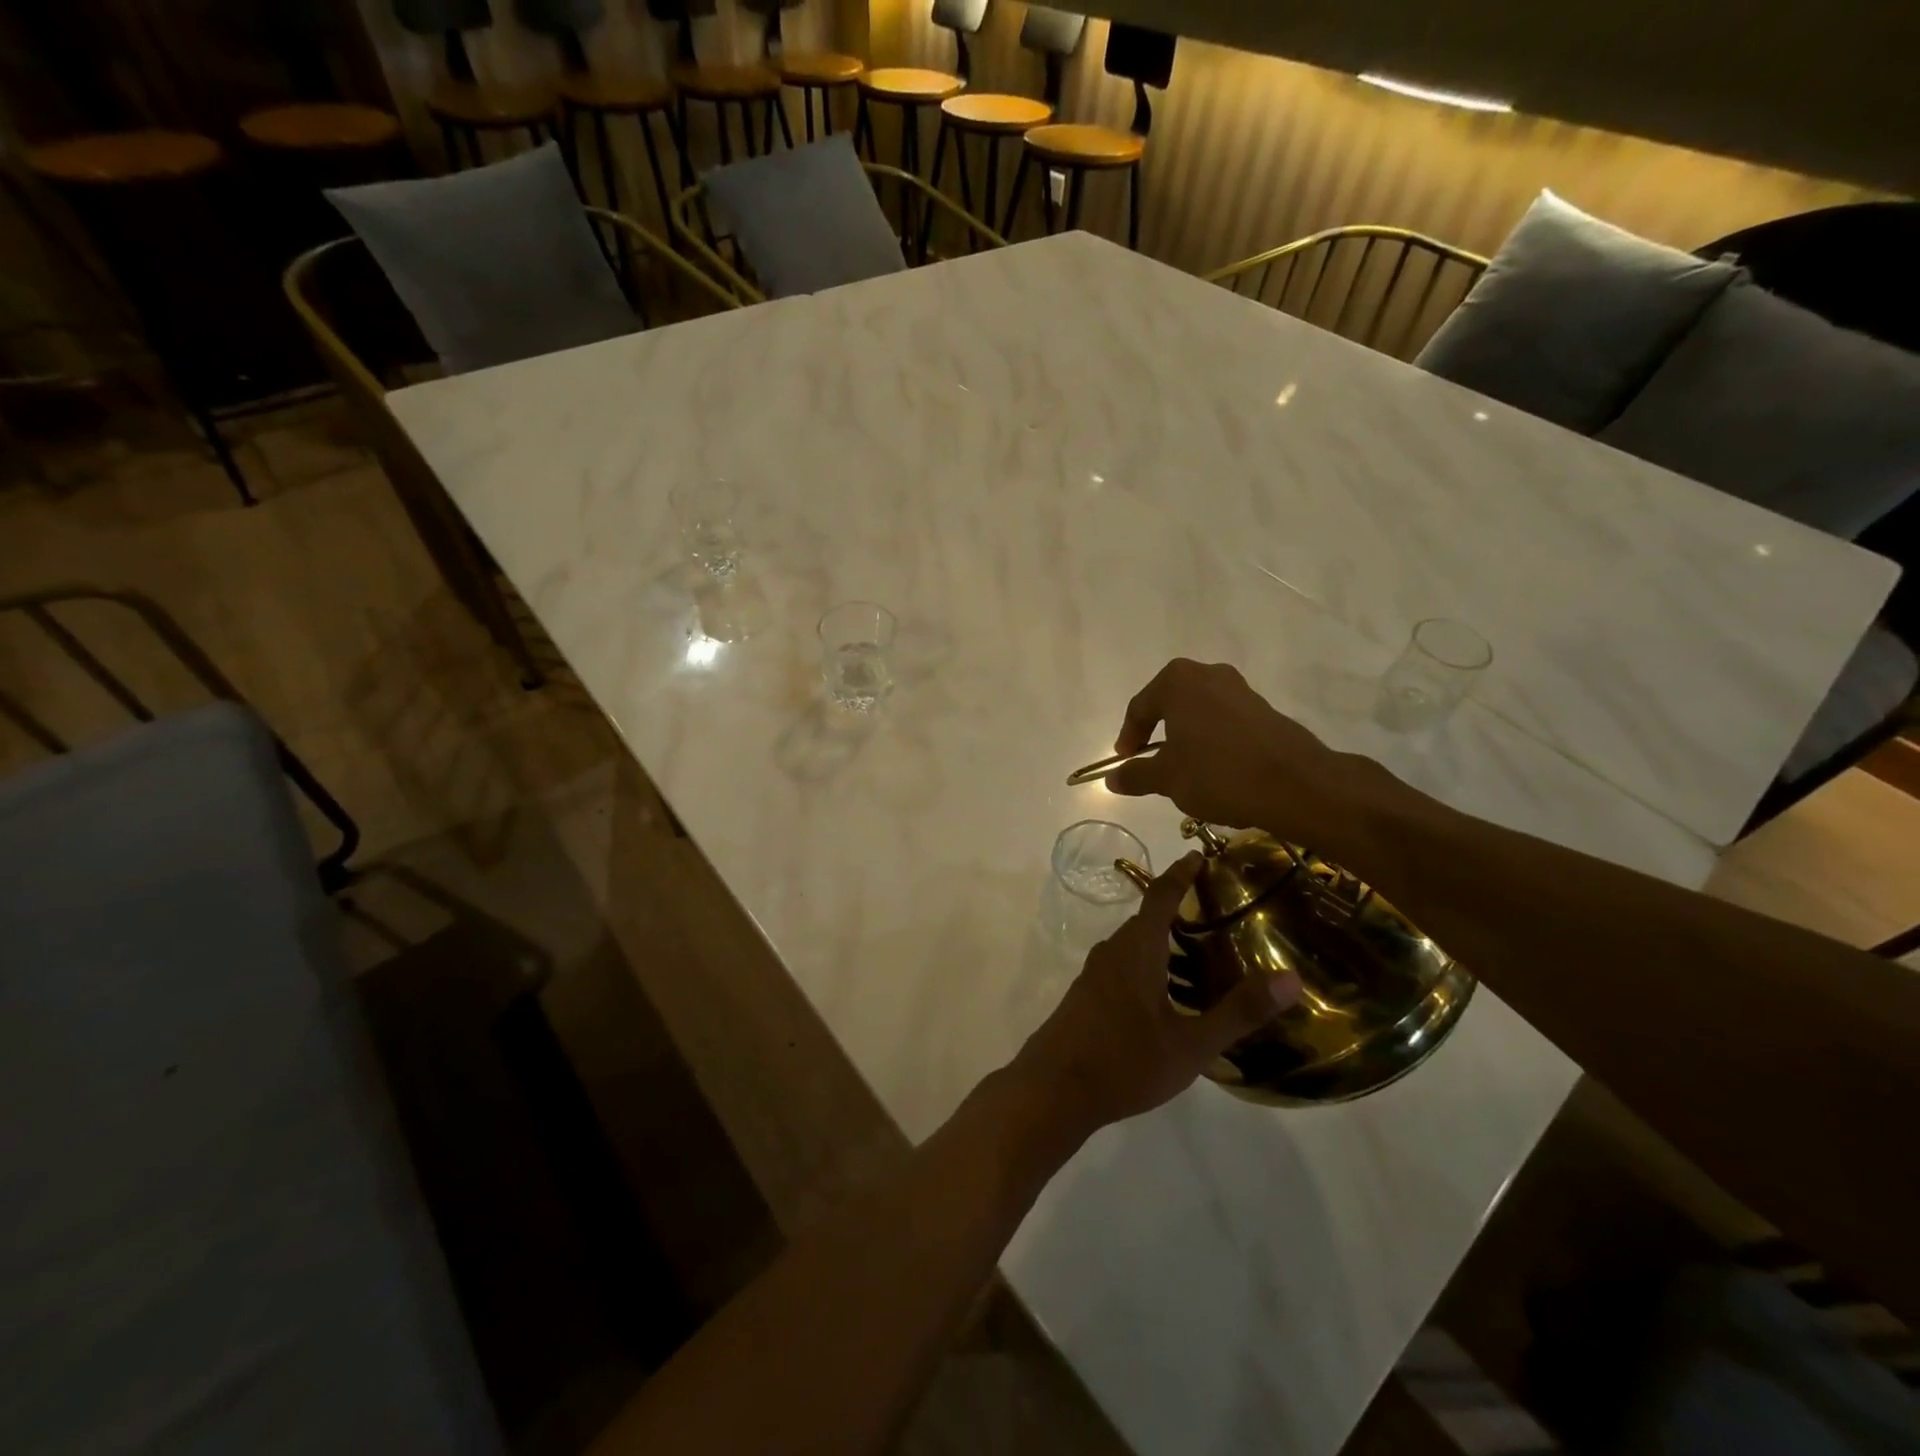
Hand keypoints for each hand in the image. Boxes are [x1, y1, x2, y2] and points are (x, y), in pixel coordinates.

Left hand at [1009, 855, 1299, 1138]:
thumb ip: (1239, 1012)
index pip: (1160, 896)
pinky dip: (1147, 965)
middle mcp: (1112, 952)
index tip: (1198, 855)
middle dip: (1176, 911)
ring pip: (1133, 946)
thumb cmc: (1125, 1061)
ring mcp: (1094, 975)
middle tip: (1215, 914)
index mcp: (1137, 950)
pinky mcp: (1085, 997)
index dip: (1180, 874)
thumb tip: (1290, 979)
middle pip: (1146, 920)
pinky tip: (1164, 995)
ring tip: (1197, 955)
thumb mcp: (1191, 1044)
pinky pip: (1121, 966)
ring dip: (1161, 942)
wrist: (1053, 1089)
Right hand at [1105, 658, 1381, 842]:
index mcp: (1177, 682)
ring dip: (1186, 737)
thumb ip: (1136, 775)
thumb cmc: (1218, 773)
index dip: (1128, 738)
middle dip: (1158, 733)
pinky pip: (1224, 721)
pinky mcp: (1264, 708)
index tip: (1125, 762)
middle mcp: (1208, 674)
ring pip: (1199, 712)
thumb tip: (1112, 778)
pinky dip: (1212, 740)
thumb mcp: (1167, 779)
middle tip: (1150, 761)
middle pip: (1170, 704)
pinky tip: (1215, 769)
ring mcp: (1240, 689)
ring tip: (1183, 769)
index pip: (1140, 708)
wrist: (1296, 784)